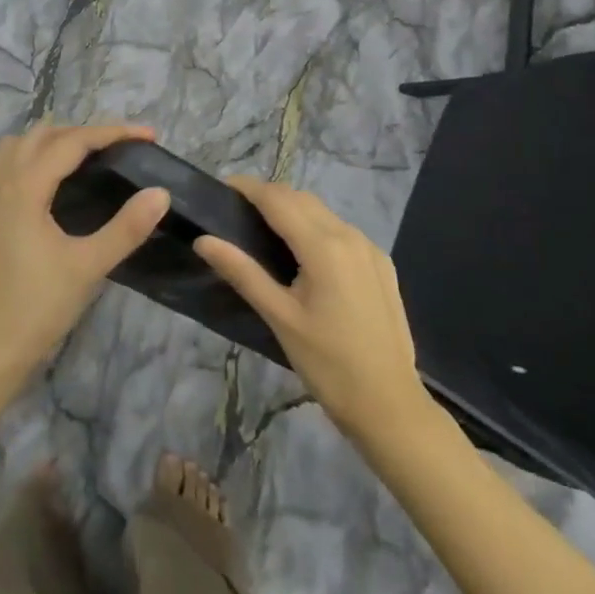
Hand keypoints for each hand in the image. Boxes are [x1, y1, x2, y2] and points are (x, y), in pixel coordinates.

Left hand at [0, 122, 169, 392]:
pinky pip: (5, 166)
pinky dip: (30, 158)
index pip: (73, 141)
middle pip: (43, 134)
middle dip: (84, 131)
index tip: (149, 136)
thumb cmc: (35, 309)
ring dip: (52, 140)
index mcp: (26, 187)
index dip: (113, 132)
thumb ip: (127, 227)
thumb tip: (161, 192)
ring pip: (18, 146)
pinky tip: (47, 183)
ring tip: (84, 156)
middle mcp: (3, 182)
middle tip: (120, 148)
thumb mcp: (88, 267)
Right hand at [194, 176, 428, 440]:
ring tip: (265, 231)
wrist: (390, 406)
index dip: (248, 187)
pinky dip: (317, 228)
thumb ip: (242, 272)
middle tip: (237, 212)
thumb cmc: (328, 364)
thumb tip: (204, 240)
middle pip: (301, 199)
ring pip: (323, 213)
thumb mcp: (280, 318)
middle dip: (269, 196)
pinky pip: (342, 231)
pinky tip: (305, 255)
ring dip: (293, 210)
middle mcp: (349, 234)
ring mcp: (370, 248)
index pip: (278, 199)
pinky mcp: (382, 264)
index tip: (221, 188)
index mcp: (323, 245)